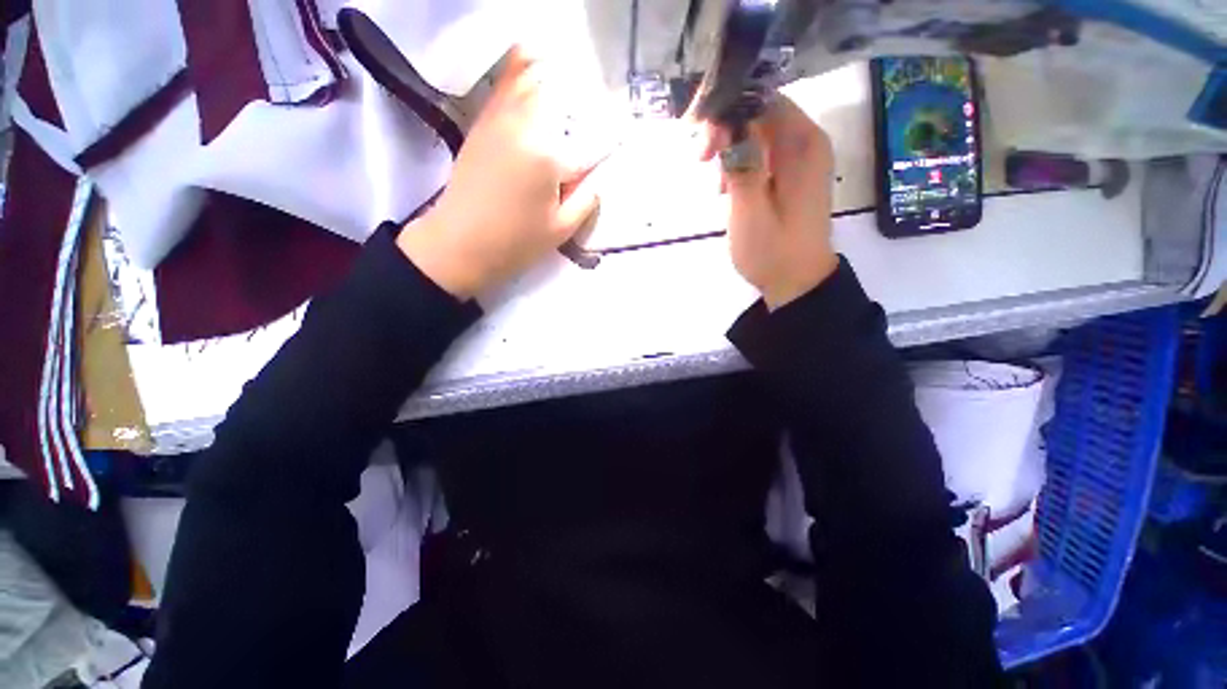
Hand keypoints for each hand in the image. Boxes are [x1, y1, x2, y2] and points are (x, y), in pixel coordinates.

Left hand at [398, 47, 599, 298]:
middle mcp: (522, 124)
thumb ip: (587, 200)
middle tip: (588, 111)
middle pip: (557, 91)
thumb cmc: (514, 242)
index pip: (588, 138)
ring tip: (563, 77)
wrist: (458, 243)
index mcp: (547, 154)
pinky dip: (519, 73)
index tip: (621, 133)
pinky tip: (528, 66)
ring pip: (528, 79)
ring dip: (549, 75)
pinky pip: (504, 88)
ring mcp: (498, 119)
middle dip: (577, 97)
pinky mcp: (481, 124)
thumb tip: (599, 178)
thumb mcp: (561, 229)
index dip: (608, 136)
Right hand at [711, 96, 838, 309]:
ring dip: (732, 150)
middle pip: (761, 113)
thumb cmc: (772, 251)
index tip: (705, 149)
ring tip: (718, 186)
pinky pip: (765, 154)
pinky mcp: (794, 176)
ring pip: (760, 133)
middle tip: (702, 162)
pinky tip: (729, 189)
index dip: (728, 114)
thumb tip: (728, 126)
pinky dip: (742, 164)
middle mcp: (807, 142)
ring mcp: (803, 159)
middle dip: (726, 131)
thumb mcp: (750, 210)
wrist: (797, 282)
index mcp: (802, 145)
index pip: (763, 101)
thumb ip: (740, 164)